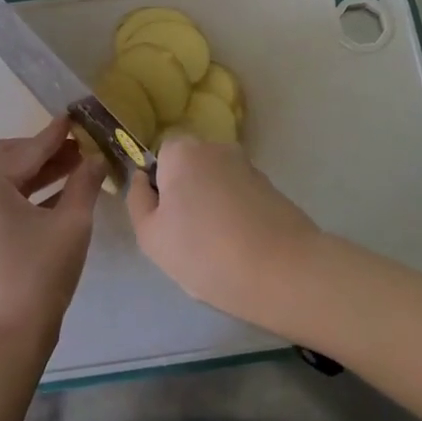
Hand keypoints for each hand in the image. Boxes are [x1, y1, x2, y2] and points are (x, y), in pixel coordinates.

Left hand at [0, 117, 105, 357]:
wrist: (4, 340)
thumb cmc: (39, 276)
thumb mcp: (71, 224)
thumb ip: (84, 183)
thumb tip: (95, 159)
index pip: (27, 149)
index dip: (55, 135)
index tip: (75, 118)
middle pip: (6, 159)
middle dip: (42, 152)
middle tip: (77, 149)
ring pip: (0, 182)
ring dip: (33, 174)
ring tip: (72, 170)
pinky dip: (21, 196)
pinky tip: (51, 199)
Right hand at [127, 135, 323, 336]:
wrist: (283, 272)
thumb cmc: (205, 252)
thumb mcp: (151, 236)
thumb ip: (138, 200)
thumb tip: (143, 179)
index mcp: (183, 151)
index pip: (160, 156)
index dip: (159, 187)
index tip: (165, 220)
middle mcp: (217, 148)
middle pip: (190, 169)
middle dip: (187, 196)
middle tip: (187, 239)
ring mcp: (249, 167)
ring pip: (216, 185)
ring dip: (212, 208)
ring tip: (218, 249)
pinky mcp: (273, 189)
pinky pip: (241, 198)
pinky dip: (237, 217)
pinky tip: (241, 248)